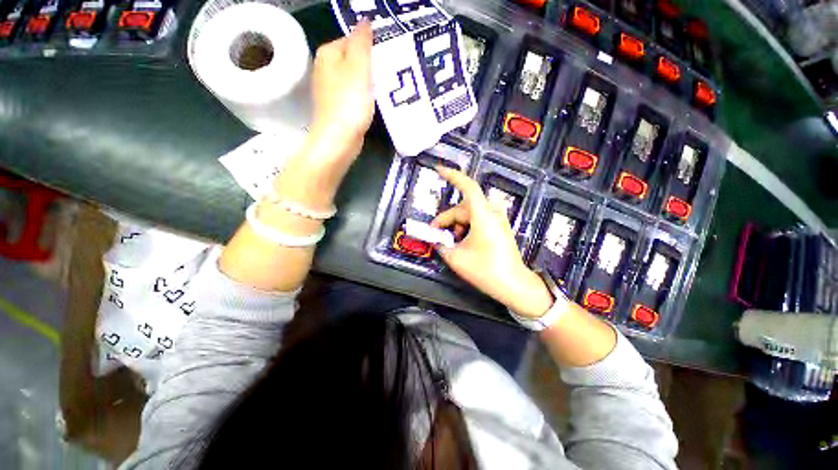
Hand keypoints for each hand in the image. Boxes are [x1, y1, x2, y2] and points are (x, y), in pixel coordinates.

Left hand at [277, 22, 373, 208]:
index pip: (354, 39)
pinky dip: (367, 95)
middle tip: (393, 72)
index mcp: (329, 53)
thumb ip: (362, 42)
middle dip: (374, 64)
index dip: (373, 46)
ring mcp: (332, 89)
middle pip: (355, 58)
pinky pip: (356, 94)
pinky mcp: (340, 107)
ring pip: (357, 77)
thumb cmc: (349, 103)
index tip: (390, 57)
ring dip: (372, 81)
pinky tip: (377, 101)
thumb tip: (365, 21)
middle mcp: (327, 68)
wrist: (339, 140)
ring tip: (389, 86)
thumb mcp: (358, 67)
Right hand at [431, 167, 553, 318]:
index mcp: (483, 216)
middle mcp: (492, 213)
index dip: (452, 176)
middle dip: (447, 221)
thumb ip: (441, 245)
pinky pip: (478, 221)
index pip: (468, 187)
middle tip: (436, 236)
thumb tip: (434, 239)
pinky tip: (462, 243)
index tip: (438, 170)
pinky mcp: (499, 227)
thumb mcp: (457, 259)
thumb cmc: (486, 271)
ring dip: (456, 226)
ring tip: (451, 244)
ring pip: (469, 215)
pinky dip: (466, 228)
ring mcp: (497, 220)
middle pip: (462, 208)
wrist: (514, 285)